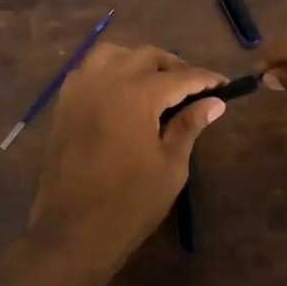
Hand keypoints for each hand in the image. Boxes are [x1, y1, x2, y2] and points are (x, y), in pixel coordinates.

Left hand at [24, 42, 228, 271]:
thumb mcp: (171, 166)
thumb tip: (214, 102)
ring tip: (154, 82)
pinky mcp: (63, 105)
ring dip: (137, 61)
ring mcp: (79, 91)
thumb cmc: (130, 203)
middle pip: (146, 57)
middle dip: (173, 66)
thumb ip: (189, 126)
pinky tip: (120, 92)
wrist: (74, 231)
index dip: (204, 79)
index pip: (179, 77)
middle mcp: (106, 82)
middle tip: (192, 87)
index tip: (223, 84)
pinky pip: (87, 71)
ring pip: (111, 54)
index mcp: (136, 96)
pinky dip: (108, 71)